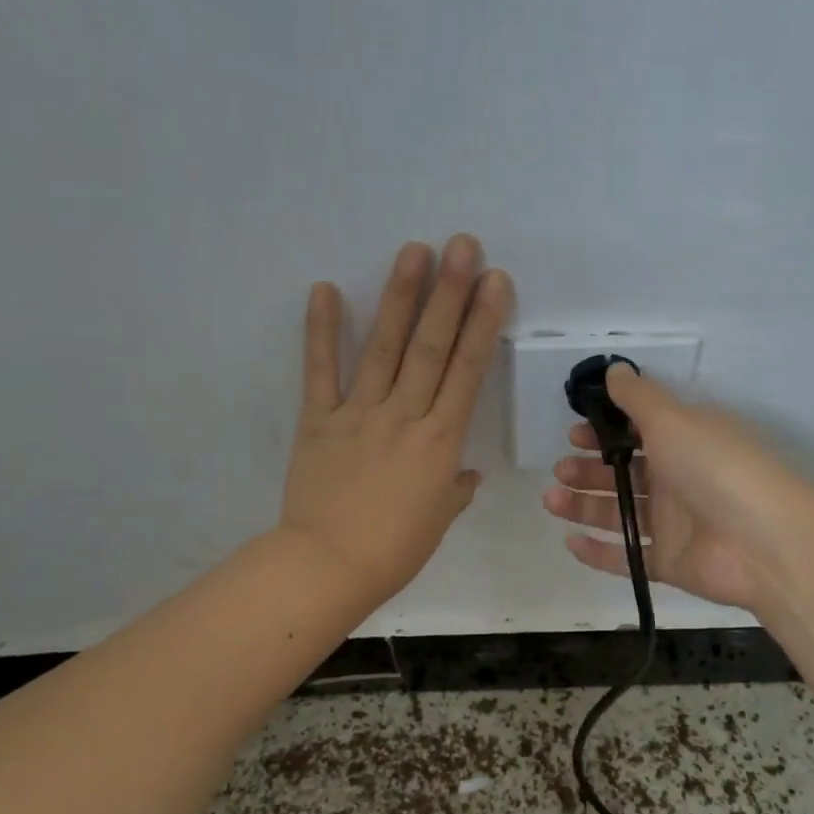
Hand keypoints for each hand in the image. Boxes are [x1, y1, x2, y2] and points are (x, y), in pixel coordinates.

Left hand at [280, 235, 511, 605]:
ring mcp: (359, 414)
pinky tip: (325, 289)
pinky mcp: (318, 420)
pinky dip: (321, 331)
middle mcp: (404, 416)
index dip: (483, 323)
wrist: (328, 567)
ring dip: (400, 297)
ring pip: (384, 348)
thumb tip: (462, 473)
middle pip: (431, 347)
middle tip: (461, 245)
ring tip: (414, 251)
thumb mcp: (438, 520)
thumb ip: (454, 488)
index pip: (467, 371)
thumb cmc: (394, 550)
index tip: (495, 282)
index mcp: (440, 442)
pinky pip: (319, 371)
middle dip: (449, 293)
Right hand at [542, 365, 813, 614]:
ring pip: (621, 513)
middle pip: (625, 473)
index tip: (574, 433)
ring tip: (552, 499)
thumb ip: (638, 397)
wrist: (762, 541)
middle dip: (589, 469)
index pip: (639, 433)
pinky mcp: (671, 563)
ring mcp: (676, 524)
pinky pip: (628, 556)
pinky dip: (599, 551)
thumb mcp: (673, 419)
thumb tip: (614, 369)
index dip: (605, 432)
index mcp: (686, 441)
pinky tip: (570, 541)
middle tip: (560, 469)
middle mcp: (680, 479)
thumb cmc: (714, 467)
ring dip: (584, 505)